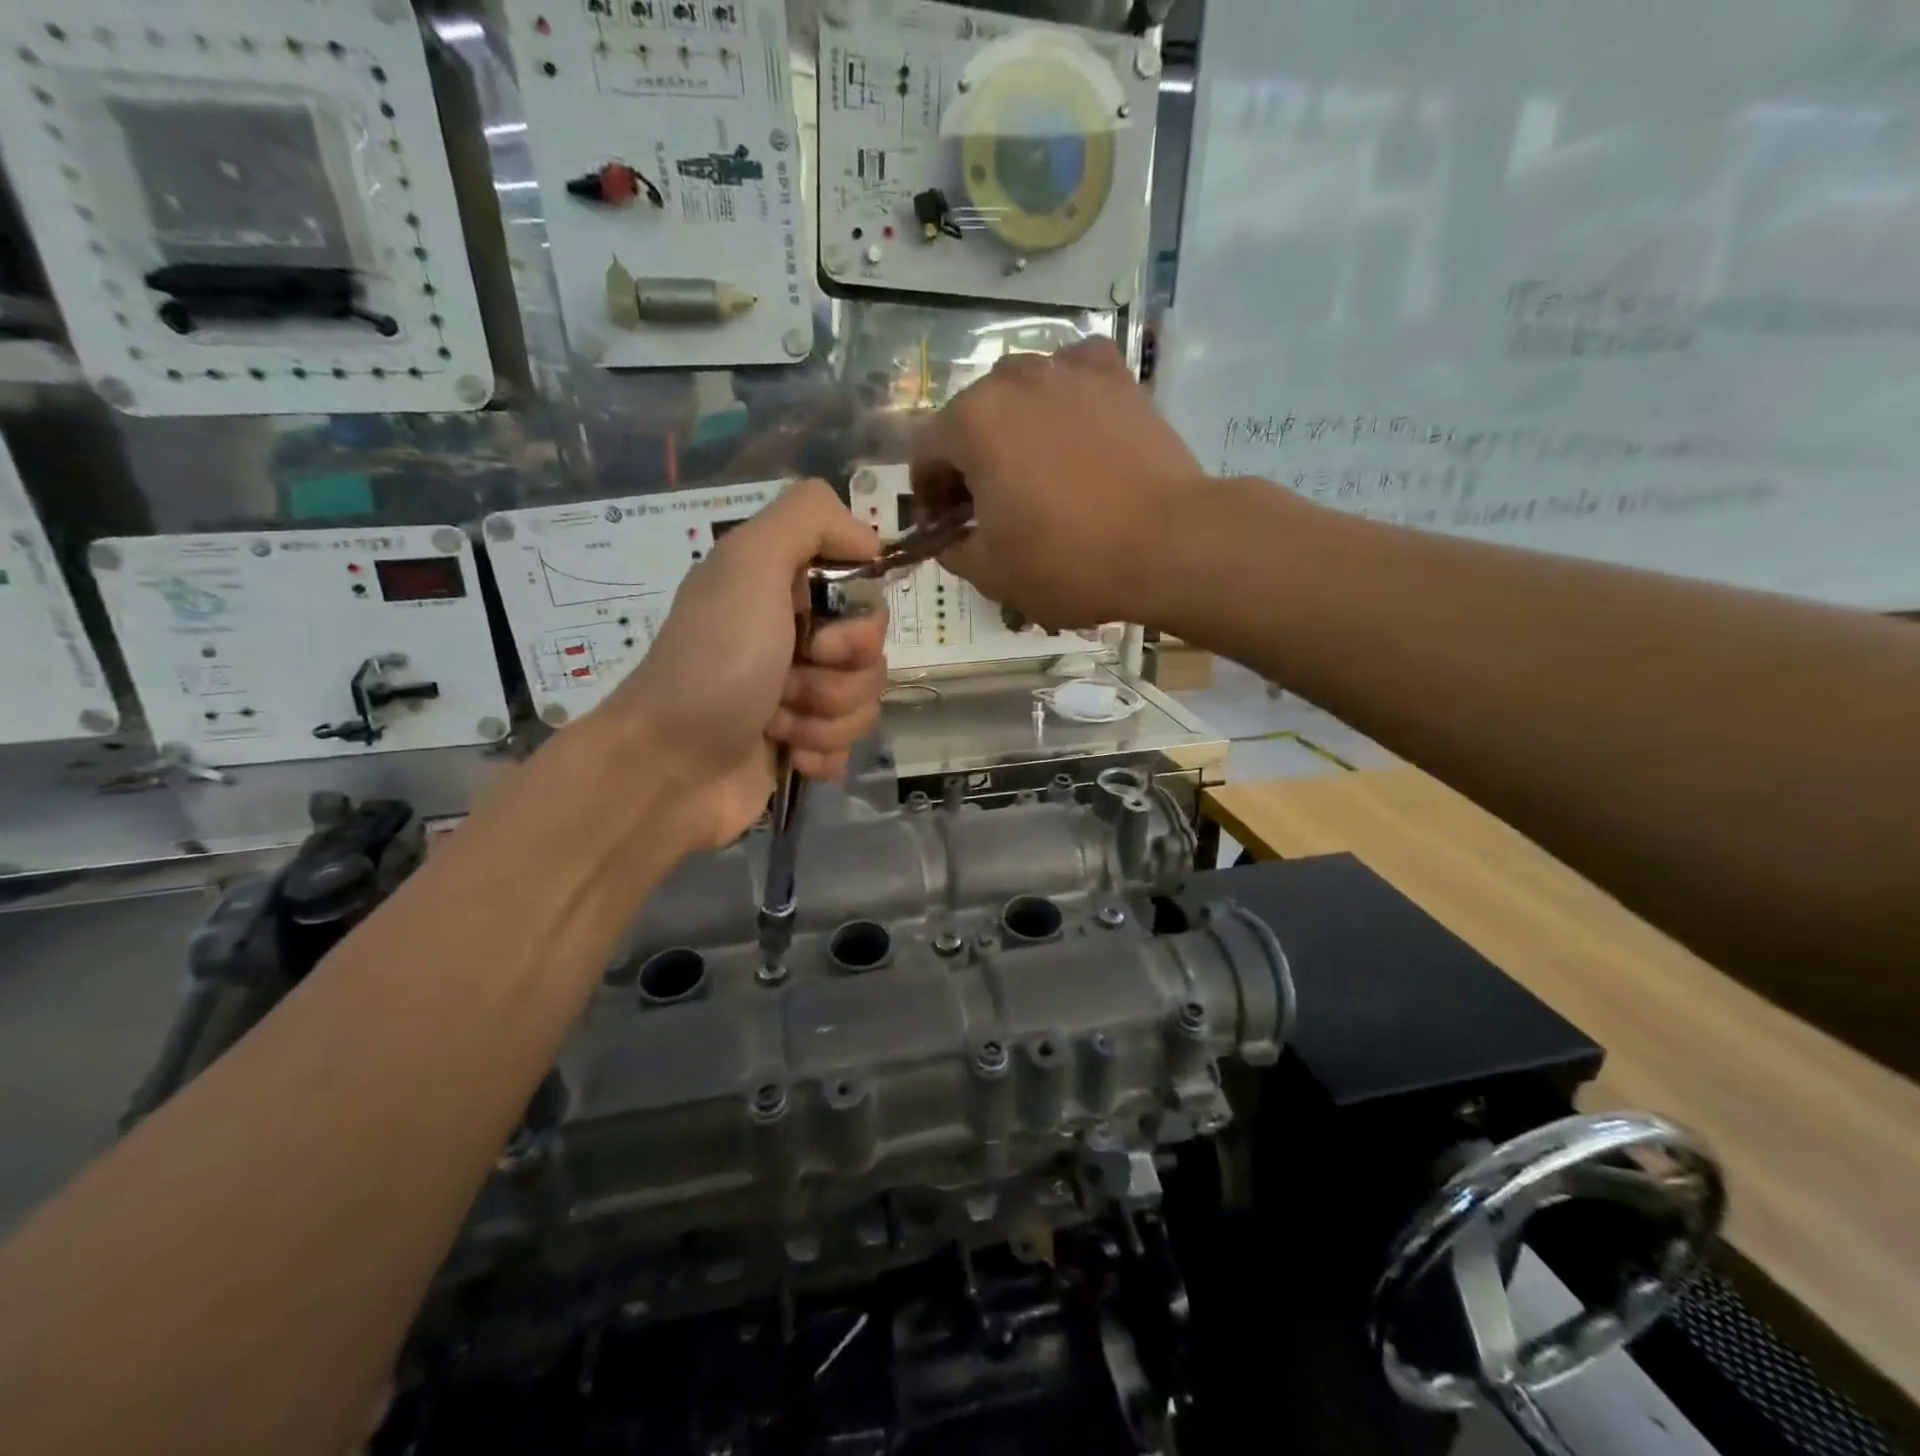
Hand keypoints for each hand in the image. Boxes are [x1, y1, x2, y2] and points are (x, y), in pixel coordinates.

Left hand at [595, 480, 885, 850]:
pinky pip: (849, 746)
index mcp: (784, 591)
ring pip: (864, 704)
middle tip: (785, 684)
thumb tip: (869, 541)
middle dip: (836, 679)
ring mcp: (798, 694)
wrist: (669, 767)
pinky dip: (820, 754)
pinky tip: (786, 754)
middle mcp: (794, 637)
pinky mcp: (801, 744)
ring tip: (776, 725)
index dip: (860, 624)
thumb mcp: (749, 563)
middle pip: (871, 656)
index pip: (866, 598)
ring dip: (823, 719)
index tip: (822, 639)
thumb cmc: (713, 663)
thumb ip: (809, 517)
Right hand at [909, 338, 1209, 627]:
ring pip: (1019, 395)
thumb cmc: (1070, 561)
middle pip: (970, 419)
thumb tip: (951, 538)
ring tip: (1034, 473)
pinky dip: (1062, 402)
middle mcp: (1013, 378)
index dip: (927, 495)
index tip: (946, 528)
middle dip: (968, 463)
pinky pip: (1071, 378)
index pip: (924, 453)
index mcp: (972, 422)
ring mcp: (1069, 370)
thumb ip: (954, 551)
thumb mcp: (992, 573)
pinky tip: (1073, 431)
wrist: (1170, 543)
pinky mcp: (1116, 376)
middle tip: (988, 507)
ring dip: (1012, 432)